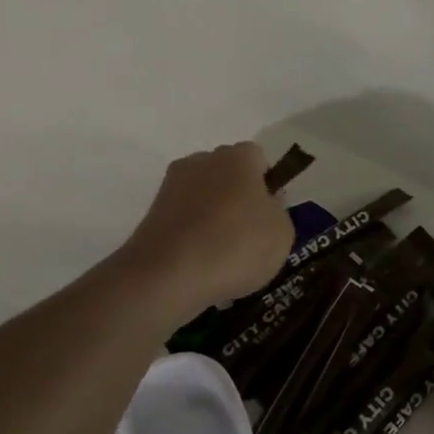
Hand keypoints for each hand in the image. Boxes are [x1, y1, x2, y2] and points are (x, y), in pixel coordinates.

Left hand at [115, 142, 296, 320]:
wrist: (167, 275)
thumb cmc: (235, 246)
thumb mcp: (281, 233)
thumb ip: (278, 211)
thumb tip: (264, 205)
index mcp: (237, 157)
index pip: (258, 158)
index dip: (267, 184)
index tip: (270, 214)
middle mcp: (202, 161)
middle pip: (227, 173)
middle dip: (238, 197)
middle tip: (249, 235)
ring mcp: (172, 185)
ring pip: (203, 195)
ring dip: (213, 216)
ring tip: (222, 255)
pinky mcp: (152, 212)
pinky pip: (184, 218)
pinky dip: (192, 234)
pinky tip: (200, 262)